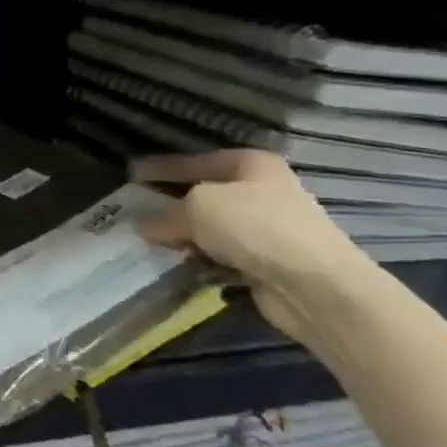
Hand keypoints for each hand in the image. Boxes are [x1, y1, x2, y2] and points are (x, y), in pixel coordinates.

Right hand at [130, 150, 377, 341]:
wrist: (316, 286)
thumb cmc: (256, 228)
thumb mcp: (199, 208)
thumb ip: (166, 214)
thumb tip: (143, 225)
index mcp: (251, 165)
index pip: (195, 160)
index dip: (161, 168)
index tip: (130, 173)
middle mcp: (261, 191)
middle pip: (204, 193)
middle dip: (170, 203)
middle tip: (135, 210)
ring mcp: (266, 228)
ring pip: (212, 227)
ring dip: (184, 235)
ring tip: (148, 241)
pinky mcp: (267, 262)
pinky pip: (221, 255)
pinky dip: (200, 259)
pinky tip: (177, 264)